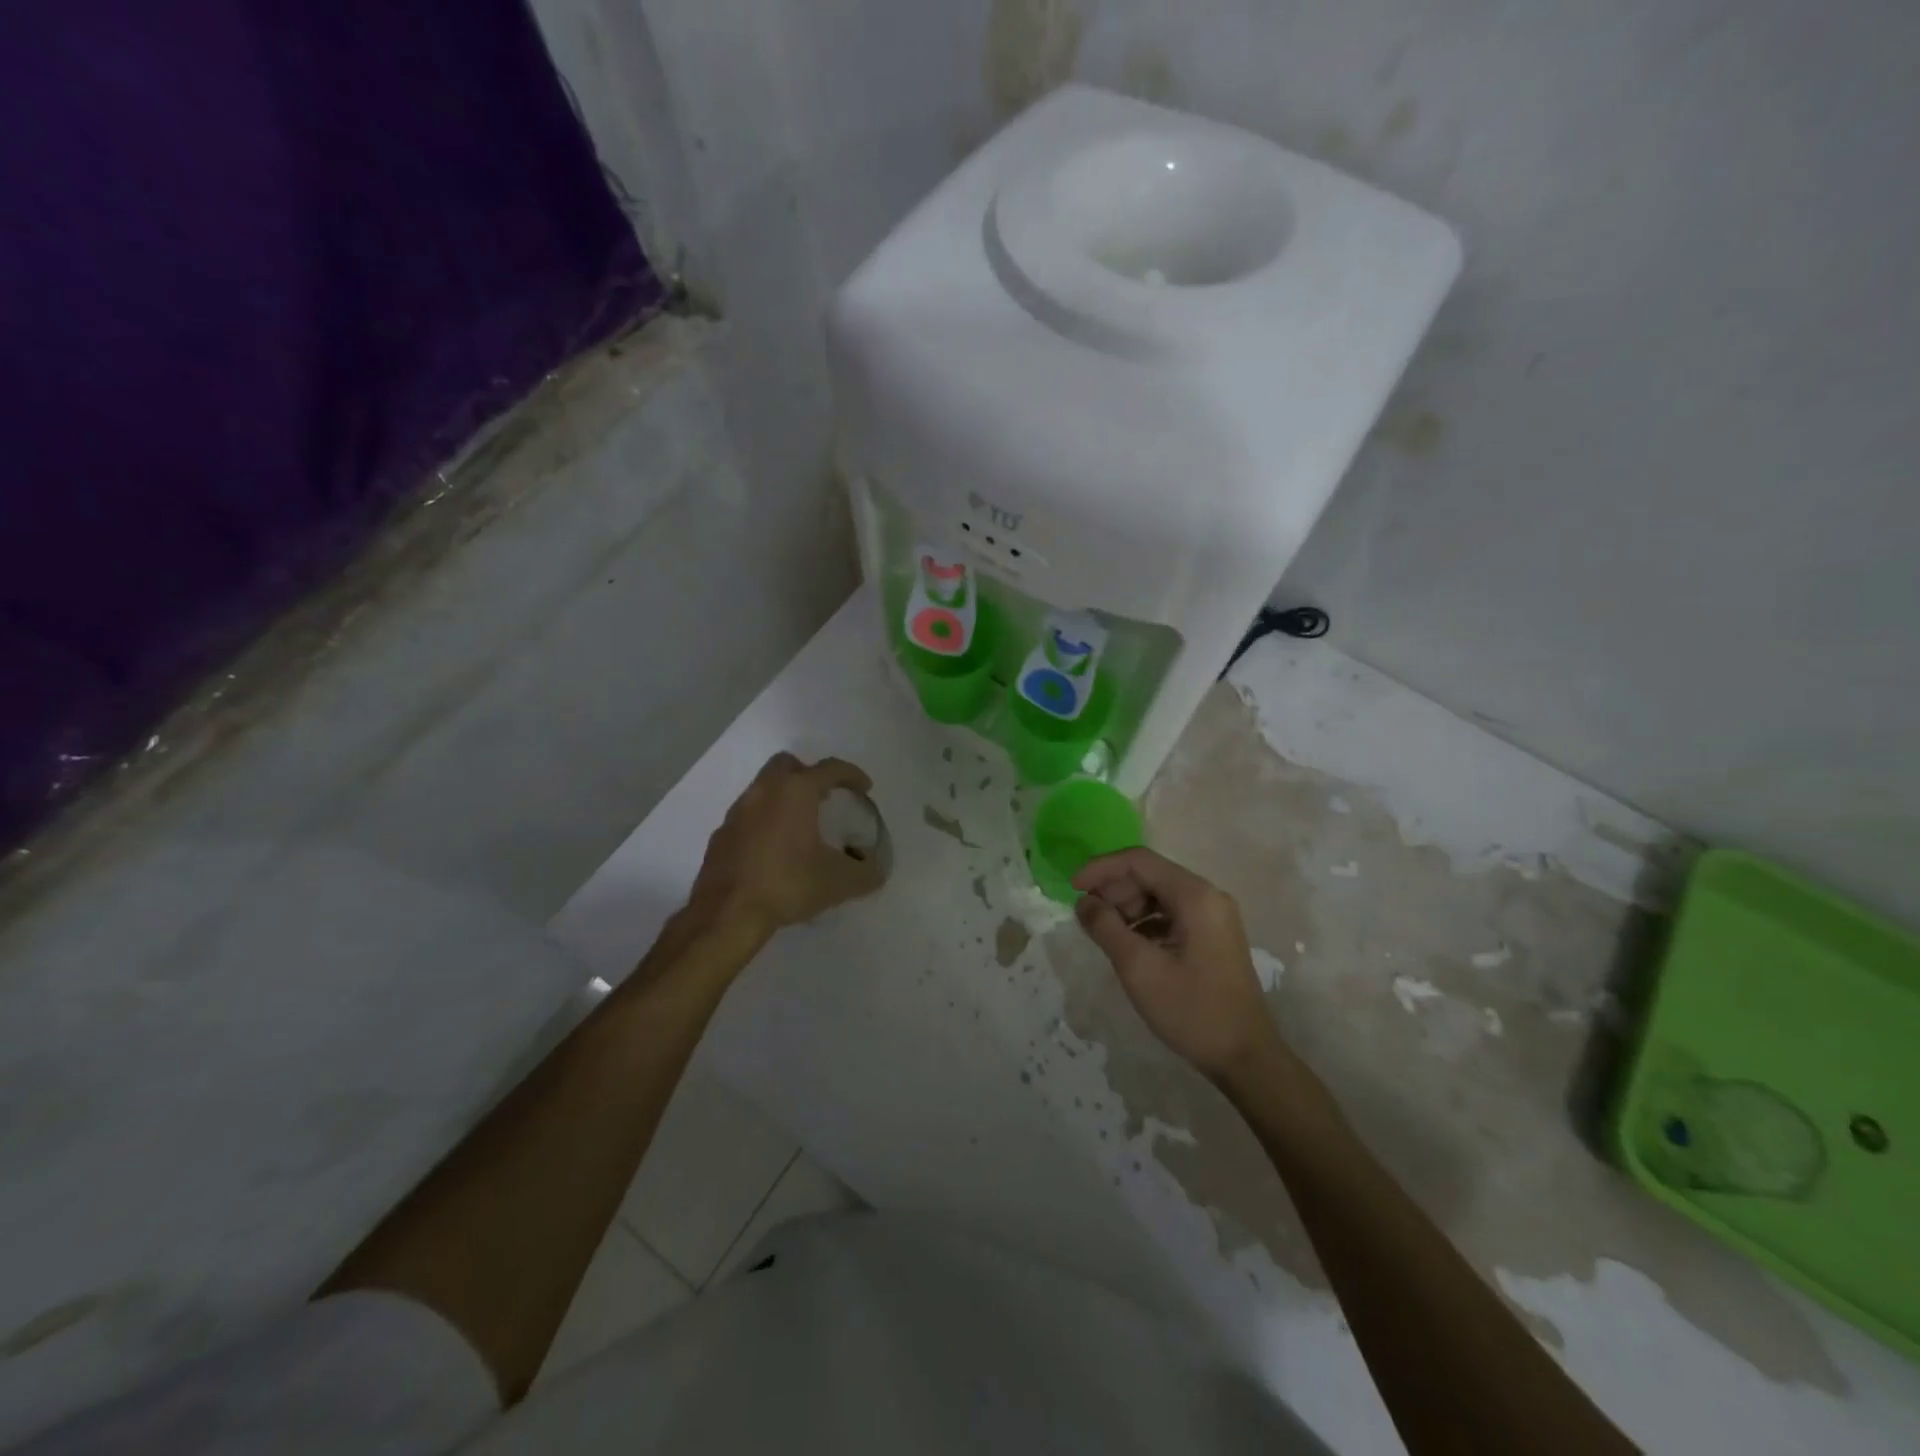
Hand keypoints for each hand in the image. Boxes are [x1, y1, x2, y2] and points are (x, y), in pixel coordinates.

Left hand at [690, 753, 886, 936]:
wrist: (727, 914)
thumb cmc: (788, 885)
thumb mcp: (840, 882)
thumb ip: (866, 873)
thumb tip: (875, 871)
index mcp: (796, 792)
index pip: (830, 768)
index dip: (852, 774)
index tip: (864, 788)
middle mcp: (764, 791)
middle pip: (788, 765)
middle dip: (809, 775)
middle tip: (825, 798)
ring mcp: (737, 812)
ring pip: (764, 789)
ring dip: (784, 799)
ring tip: (801, 826)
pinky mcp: (720, 836)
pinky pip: (748, 817)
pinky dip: (764, 822)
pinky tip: (773, 850)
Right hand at [1072, 848, 1287, 1086]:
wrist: (1246, 1058)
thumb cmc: (1192, 1011)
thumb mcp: (1139, 969)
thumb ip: (1105, 928)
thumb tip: (1083, 901)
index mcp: (1195, 896)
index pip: (1139, 861)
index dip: (1101, 868)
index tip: (1072, 888)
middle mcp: (1208, 896)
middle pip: (1150, 875)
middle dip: (1114, 889)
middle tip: (1087, 917)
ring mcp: (1214, 916)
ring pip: (1159, 895)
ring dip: (1128, 907)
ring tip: (1104, 934)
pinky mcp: (1213, 936)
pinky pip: (1171, 914)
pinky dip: (1145, 922)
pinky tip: (1128, 945)